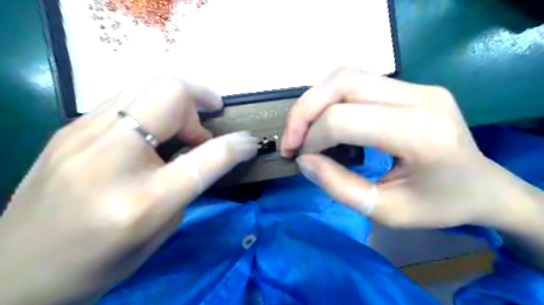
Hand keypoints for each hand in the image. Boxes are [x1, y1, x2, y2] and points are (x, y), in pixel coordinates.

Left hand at [0, 77, 258, 304]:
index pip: (206, 156)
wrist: (18, 270)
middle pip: (170, 92)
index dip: (236, 145)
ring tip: (184, 126)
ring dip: (178, 100)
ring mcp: (82, 133)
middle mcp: (109, 156)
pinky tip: (155, 129)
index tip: (250, 142)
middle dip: (201, 101)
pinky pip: (128, 96)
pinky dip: (155, 105)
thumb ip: (191, 181)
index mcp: (141, 200)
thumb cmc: (102, 260)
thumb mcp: (163, 228)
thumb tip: (210, 148)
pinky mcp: (70, 126)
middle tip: (206, 126)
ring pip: (147, 83)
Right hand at [281, 69, 543, 229]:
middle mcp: (420, 97)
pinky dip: (330, 99)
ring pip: (345, 76)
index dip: (312, 137)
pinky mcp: (411, 86)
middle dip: (304, 111)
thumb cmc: (438, 206)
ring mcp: (417, 86)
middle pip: (342, 83)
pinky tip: (326, 121)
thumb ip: (338, 187)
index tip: (301, 159)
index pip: (344, 119)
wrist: (483, 187)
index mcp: (420, 134)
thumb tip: (304, 160)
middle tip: (290, 140)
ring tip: (303, 130)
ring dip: (314, 101)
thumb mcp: (385, 211)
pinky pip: (357, 81)